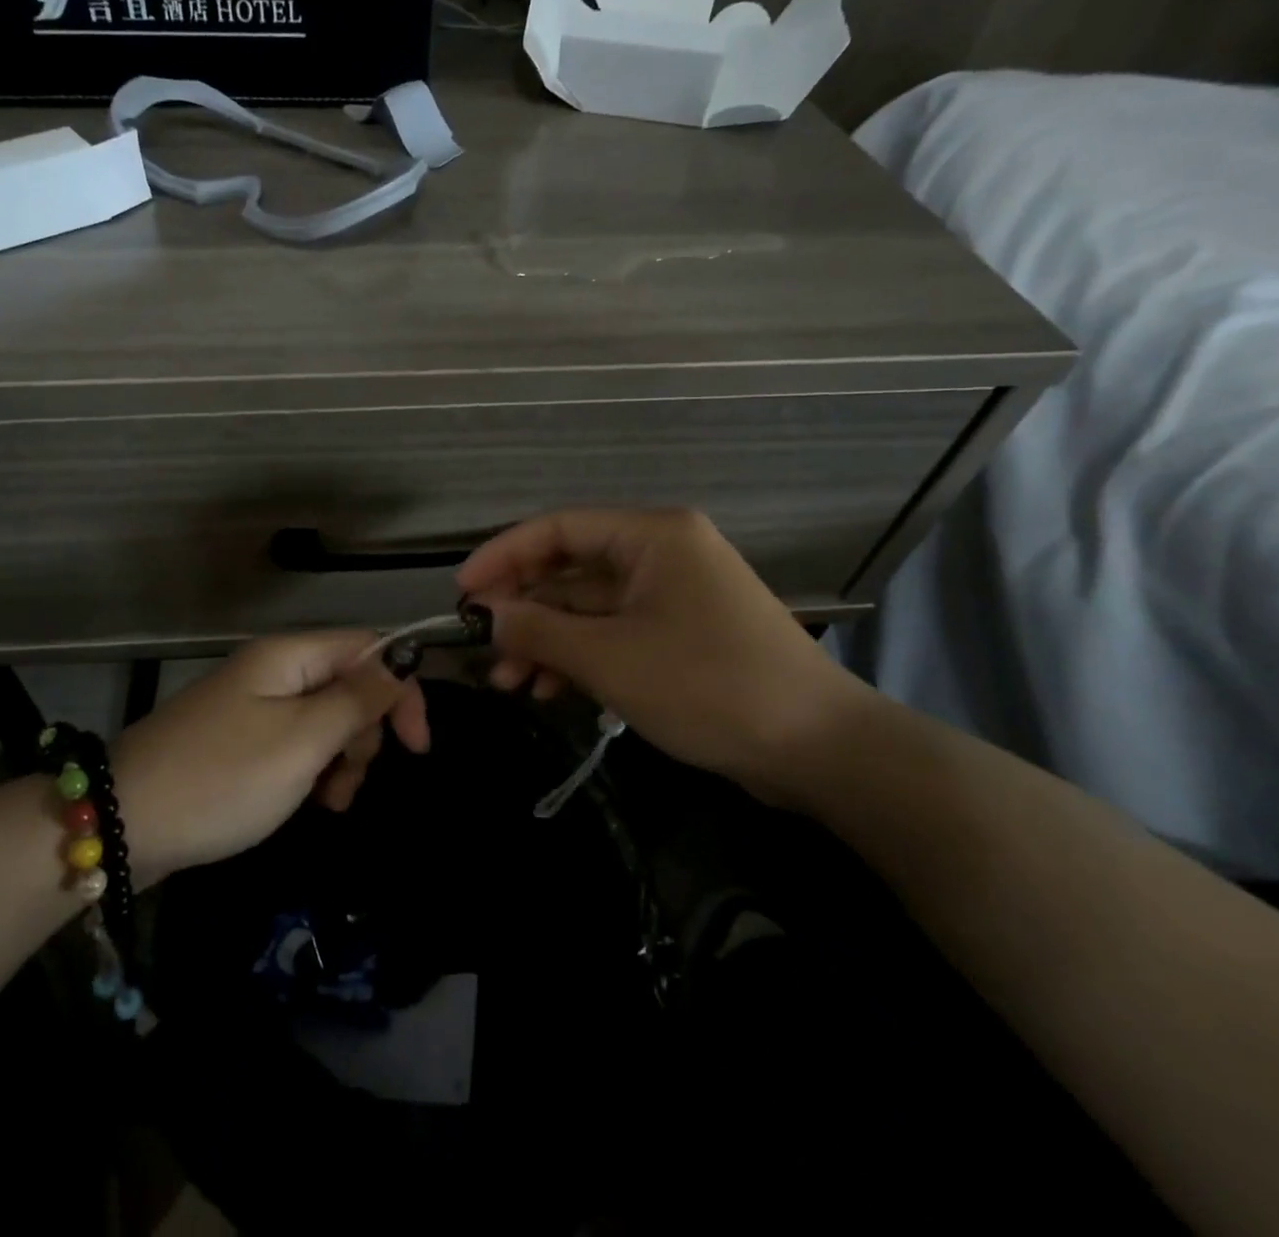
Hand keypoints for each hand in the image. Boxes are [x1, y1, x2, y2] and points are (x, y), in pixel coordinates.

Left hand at [108, 631, 428, 887]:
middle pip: (350, 685)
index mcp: (289, 657)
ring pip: (327, 720)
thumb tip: (403, 659)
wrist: (122, 824)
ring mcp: (255, 706)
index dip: (401, 690)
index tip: (416, 747)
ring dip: (341, 760)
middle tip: (345, 782)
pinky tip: (306, 802)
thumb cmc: (222, 779)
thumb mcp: (302, 742)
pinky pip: (297, 743)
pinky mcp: (242, 740)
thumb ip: (357, 699)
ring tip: (326, 802)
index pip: (369, 649)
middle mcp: (274, 671)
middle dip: (364, 735)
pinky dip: (312, 771)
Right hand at [456, 508, 869, 799]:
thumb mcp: (610, 659)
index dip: (502, 556)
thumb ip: (538, 631)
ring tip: (510, 683)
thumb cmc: (709, 686)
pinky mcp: (678, 633)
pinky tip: (550, 690)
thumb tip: (481, 616)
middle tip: (482, 648)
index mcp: (652, 535)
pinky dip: (579, 657)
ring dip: (546, 641)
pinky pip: (613, 633)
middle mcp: (661, 553)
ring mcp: (671, 594)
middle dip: (523, 610)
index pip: (557, 528)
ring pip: (588, 607)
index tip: (461, 593)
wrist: (818, 749)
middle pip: (570, 569)